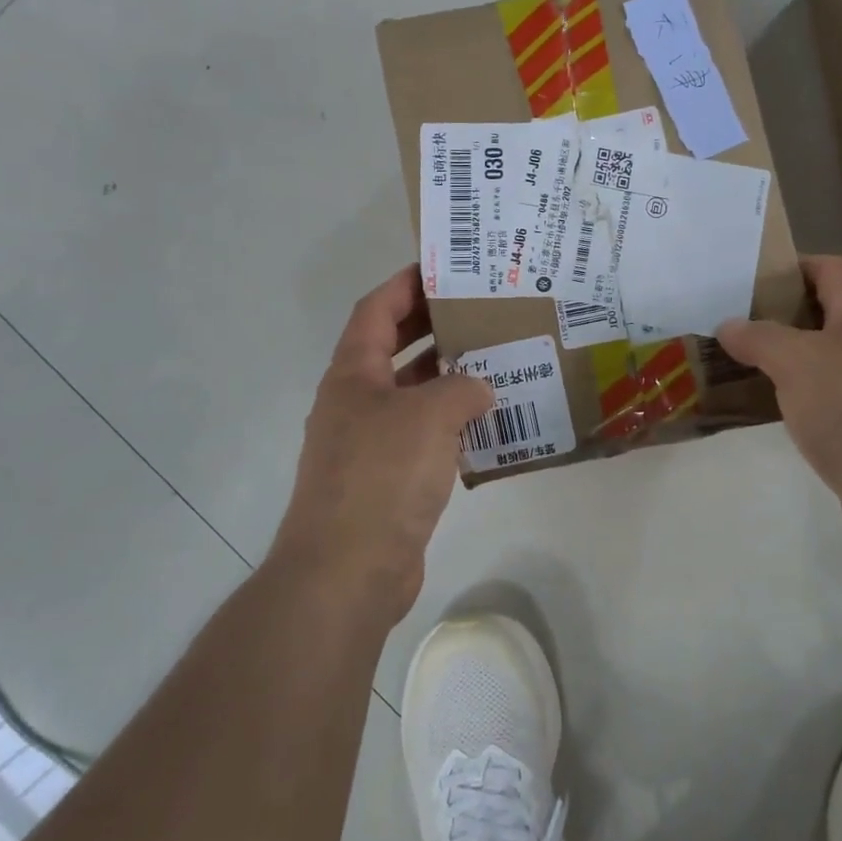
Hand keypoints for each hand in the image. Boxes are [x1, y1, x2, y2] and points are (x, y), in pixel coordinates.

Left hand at [268, 267, 493, 620]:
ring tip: (495, 361)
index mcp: (353, 375)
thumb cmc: (382, 476)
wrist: (346, 572)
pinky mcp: (387, 480)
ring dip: (448, 378)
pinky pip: (423, 437)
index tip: (443, 268)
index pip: (376, 310)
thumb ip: (461, 388)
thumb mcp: (429, 416)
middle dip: (432, 327)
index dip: (406, 284)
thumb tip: (479, 389)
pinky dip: (451, 425)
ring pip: (412, 395)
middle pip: (393, 348)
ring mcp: (368, 444)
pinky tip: (488, 425)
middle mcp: (356, 402)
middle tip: (479, 311)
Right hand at [718, 255, 841, 560]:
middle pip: (827, 313)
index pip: (834, 270)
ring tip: (740, 361)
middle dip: (781, 314)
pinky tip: (764, 406)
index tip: (753, 278)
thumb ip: (759, 338)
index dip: (797, 266)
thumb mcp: (795, 361)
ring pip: (823, 358)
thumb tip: (728, 326)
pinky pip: (824, 397)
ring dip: (785, 358)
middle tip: (736, 322)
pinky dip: (795, 395)